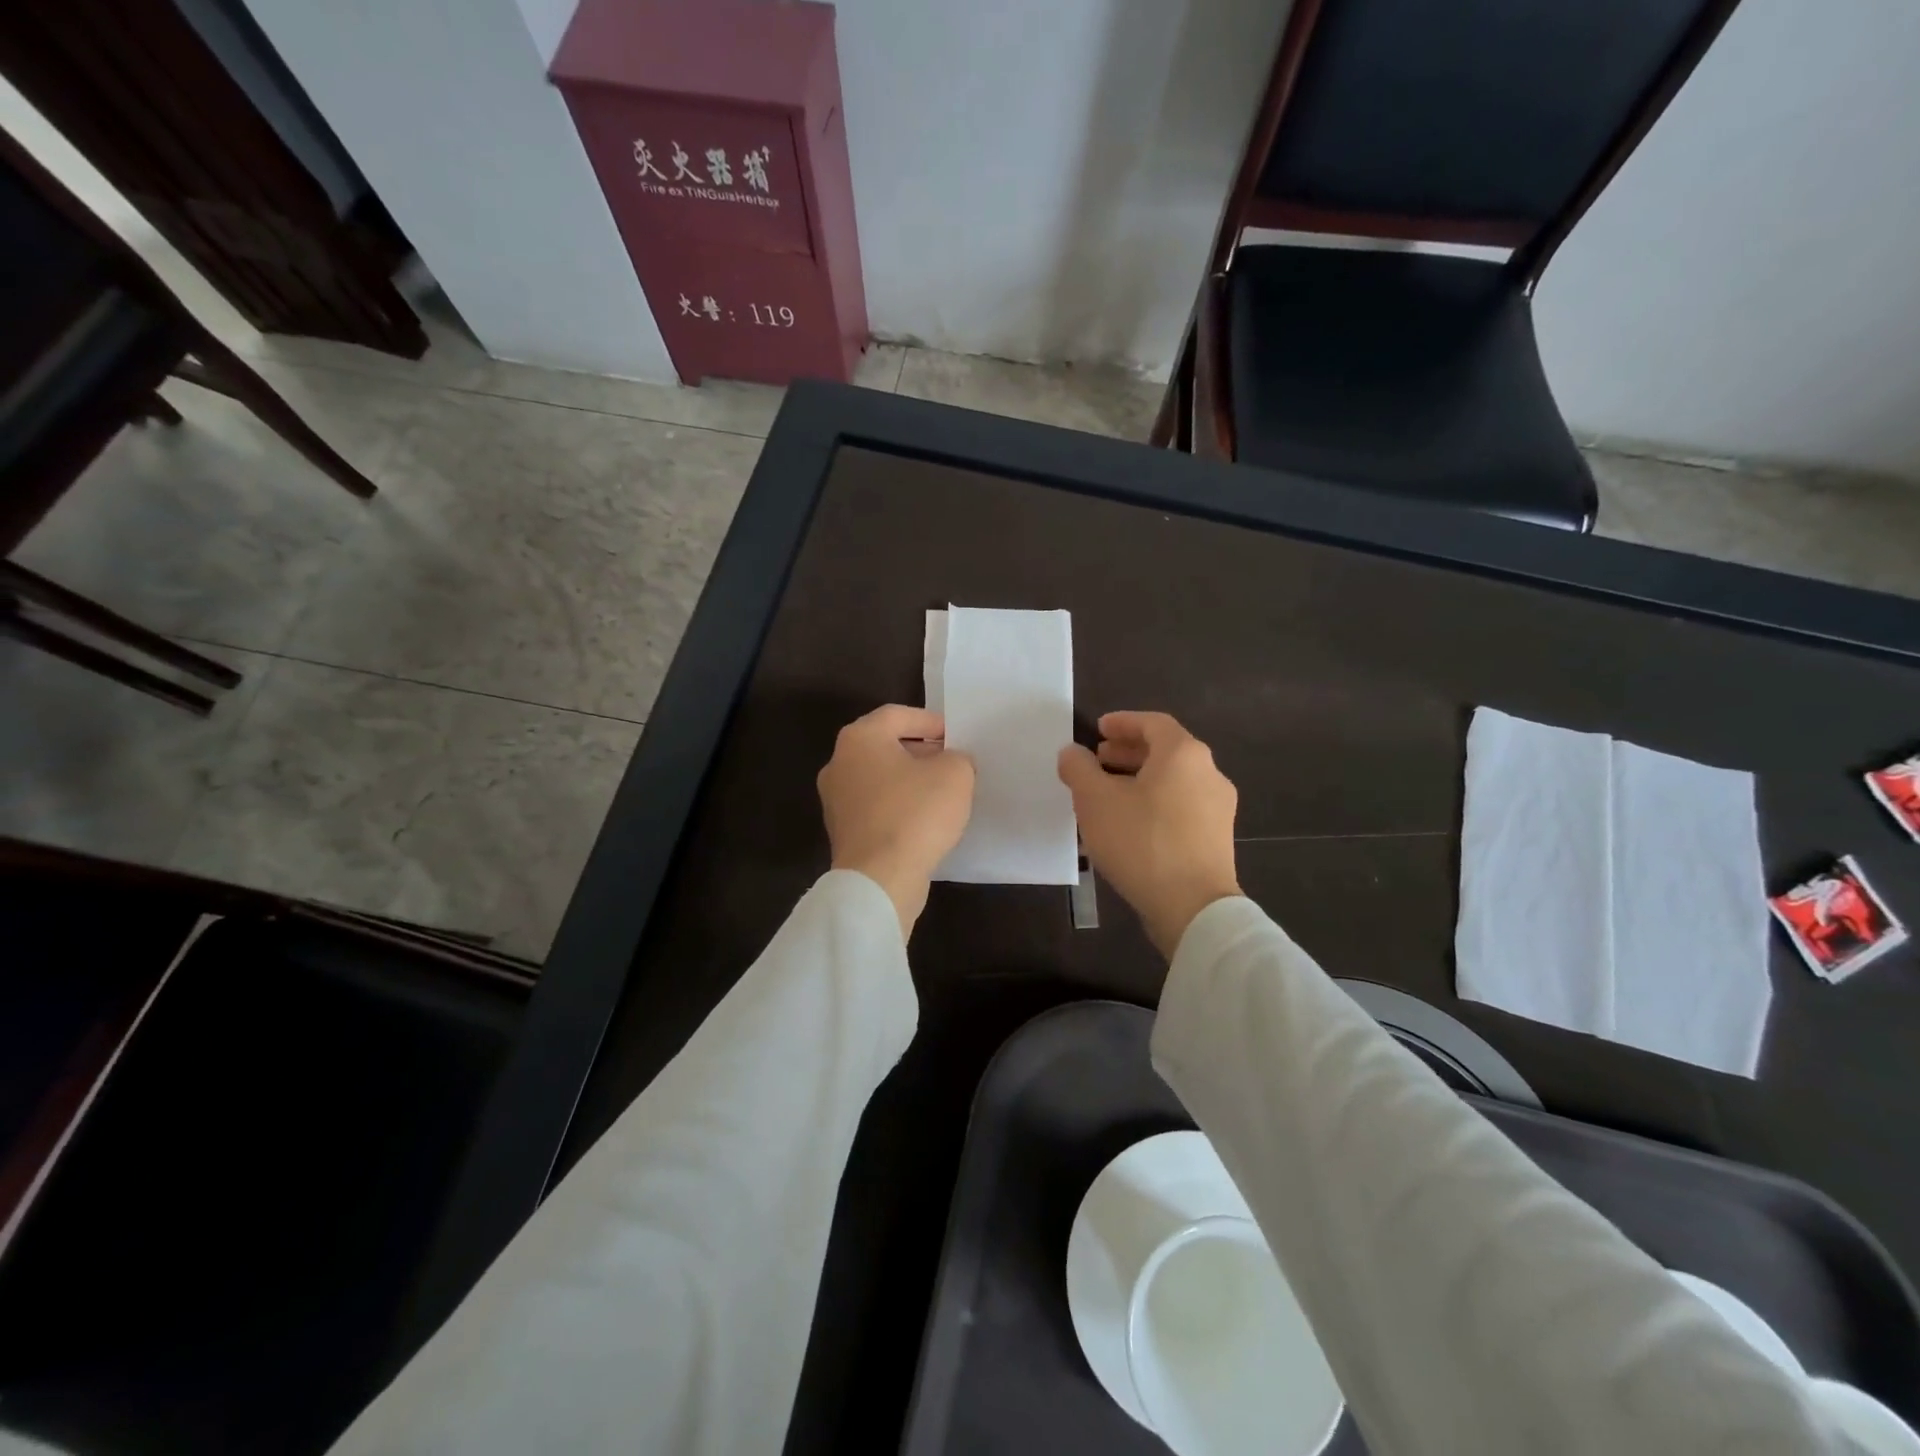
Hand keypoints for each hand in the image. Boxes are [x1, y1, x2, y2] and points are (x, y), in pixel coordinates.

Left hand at [818, 705, 974, 936]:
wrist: (880, 879)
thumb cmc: (916, 814)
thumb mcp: (955, 774)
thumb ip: (957, 757)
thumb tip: (950, 763)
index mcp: (860, 739)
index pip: (898, 715)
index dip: (931, 722)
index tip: (956, 737)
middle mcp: (839, 763)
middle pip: (885, 745)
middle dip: (921, 751)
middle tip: (951, 762)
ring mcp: (835, 799)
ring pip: (880, 777)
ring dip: (909, 780)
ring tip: (942, 792)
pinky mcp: (842, 831)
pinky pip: (875, 806)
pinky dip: (898, 806)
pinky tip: (924, 820)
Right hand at [1057, 711, 1240, 956]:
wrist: (1193, 907)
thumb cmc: (1141, 841)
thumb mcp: (1095, 801)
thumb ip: (1079, 769)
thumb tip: (1072, 752)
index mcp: (1183, 754)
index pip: (1152, 723)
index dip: (1123, 722)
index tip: (1098, 730)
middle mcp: (1209, 773)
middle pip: (1166, 751)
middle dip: (1129, 753)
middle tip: (1099, 759)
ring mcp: (1218, 808)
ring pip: (1173, 781)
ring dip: (1140, 780)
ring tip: (1108, 794)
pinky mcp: (1216, 839)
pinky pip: (1181, 807)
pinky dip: (1154, 803)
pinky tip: (1129, 824)